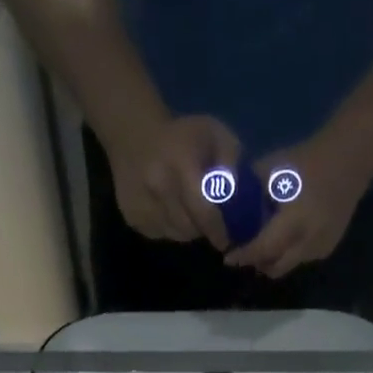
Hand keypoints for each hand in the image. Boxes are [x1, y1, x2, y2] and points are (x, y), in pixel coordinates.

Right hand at [108, 115, 241, 249]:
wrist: (133, 134)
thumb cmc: (183, 135)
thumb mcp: (215, 135)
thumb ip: (232, 164)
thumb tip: (240, 201)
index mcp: (181, 163)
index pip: (204, 211)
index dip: (219, 229)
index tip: (228, 238)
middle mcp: (158, 186)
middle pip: (190, 227)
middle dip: (205, 229)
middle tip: (211, 222)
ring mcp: (142, 204)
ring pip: (176, 234)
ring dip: (188, 229)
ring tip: (190, 211)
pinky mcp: (132, 217)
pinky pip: (161, 233)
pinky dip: (171, 228)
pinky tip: (171, 209)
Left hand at [224, 132, 372, 278]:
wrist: (350, 158)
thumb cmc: (307, 160)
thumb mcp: (272, 170)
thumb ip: (250, 191)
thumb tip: (227, 206)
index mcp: (294, 221)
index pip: (263, 248)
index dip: (244, 256)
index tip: (228, 257)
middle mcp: (308, 240)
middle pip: (275, 267)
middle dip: (257, 263)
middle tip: (242, 255)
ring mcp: (321, 247)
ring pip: (288, 266)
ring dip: (272, 261)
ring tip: (260, 247)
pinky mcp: (328, 247)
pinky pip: (301, 260)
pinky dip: (288, 255)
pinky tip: (282, 241)